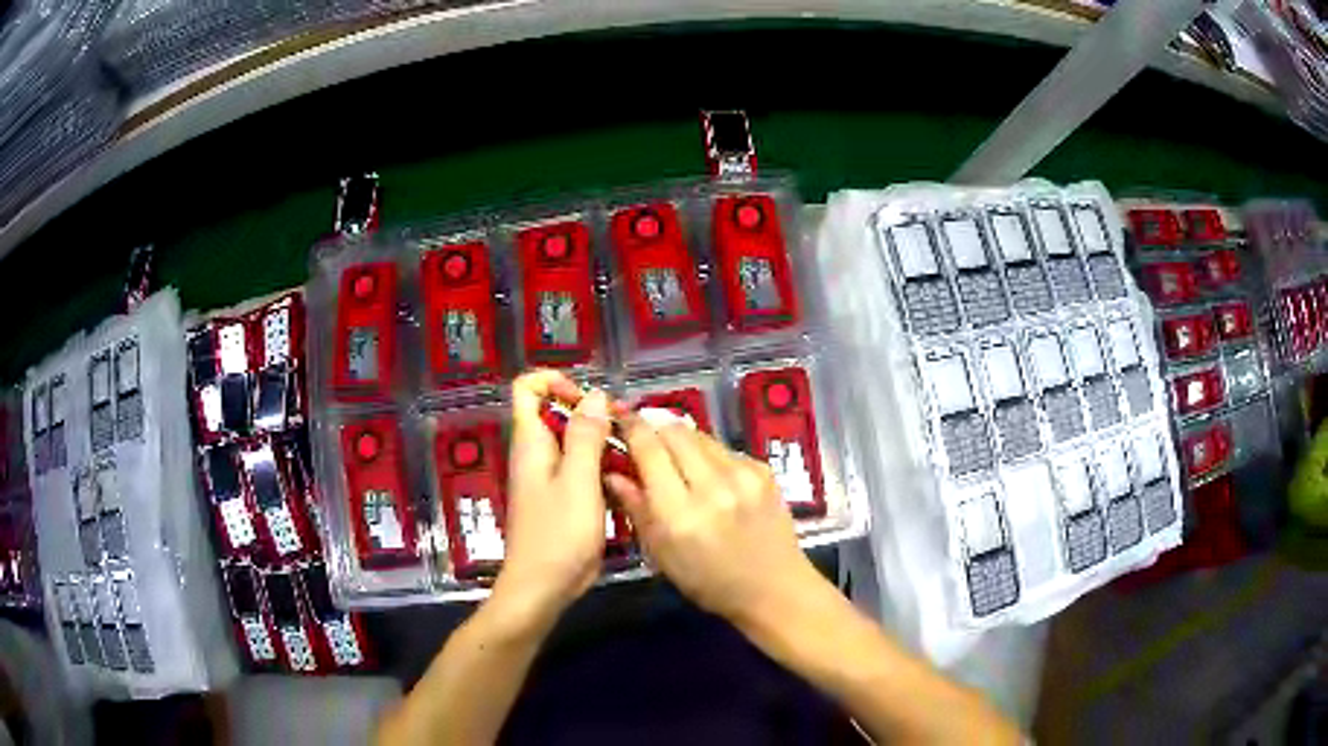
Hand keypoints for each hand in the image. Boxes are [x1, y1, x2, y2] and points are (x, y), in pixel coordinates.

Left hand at [492, 369, 611, 627]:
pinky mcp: (561, 499)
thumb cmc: (558, 535)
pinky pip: (581, 470)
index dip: (557, 382)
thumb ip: (585, 436)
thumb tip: (594, 394)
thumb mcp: (578, 482)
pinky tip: (625, 484)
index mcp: (531, 442)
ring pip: (574, 443)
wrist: (542, 587)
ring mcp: (548, 477)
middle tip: (624, 432)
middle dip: (592, 415)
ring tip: (631, 458)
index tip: (590, 401)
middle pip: (557, 413)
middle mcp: (536, 453)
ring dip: (602, 444)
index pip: (528, 388)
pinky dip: (602, 469)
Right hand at [606, 421, 820, 626]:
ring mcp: (743, 475)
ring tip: (675, 458)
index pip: (649, 450)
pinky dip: (709, 456)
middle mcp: (712, 487)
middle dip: (654, 427)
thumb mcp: (661, 555)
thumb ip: (636, 508)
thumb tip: (611, 472)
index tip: (618, 417)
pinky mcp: (764, 470)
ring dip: (681, 440)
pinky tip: (709, 477)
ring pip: (700, 435)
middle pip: (674, 431)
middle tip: (643, 436)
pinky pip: (724, 449)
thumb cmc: (709, 582)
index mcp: (680, 514)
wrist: (774, 588)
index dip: (630, 426)